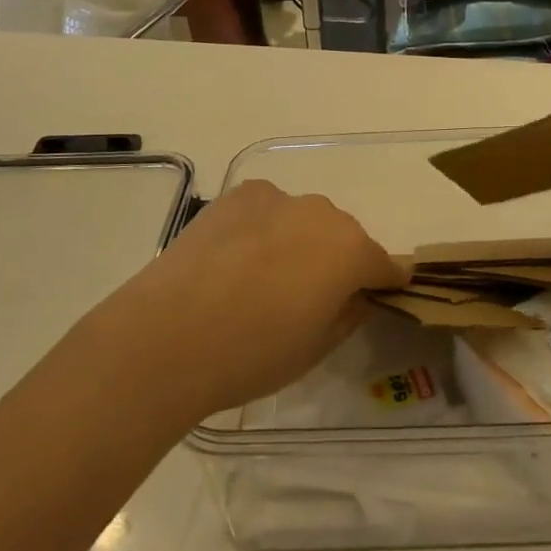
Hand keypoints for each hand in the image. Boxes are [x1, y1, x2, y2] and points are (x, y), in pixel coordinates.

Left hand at [101, 179, 400, 420]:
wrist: (166, 336)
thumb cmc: (251, 354)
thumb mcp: (316, 348)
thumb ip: (348, 313)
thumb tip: (356, 295)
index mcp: (350, 251)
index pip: (384, 264)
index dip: (384, 283)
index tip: (379, 297)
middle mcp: (321, 213)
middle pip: (344, 236)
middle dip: (339, 261)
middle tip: (313, 296)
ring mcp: (276, 198)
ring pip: (304, 219)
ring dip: (300, 241)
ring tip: (268, 277)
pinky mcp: (238, 196)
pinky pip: (268, 210)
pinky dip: (265, 228)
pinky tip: (239, 258)